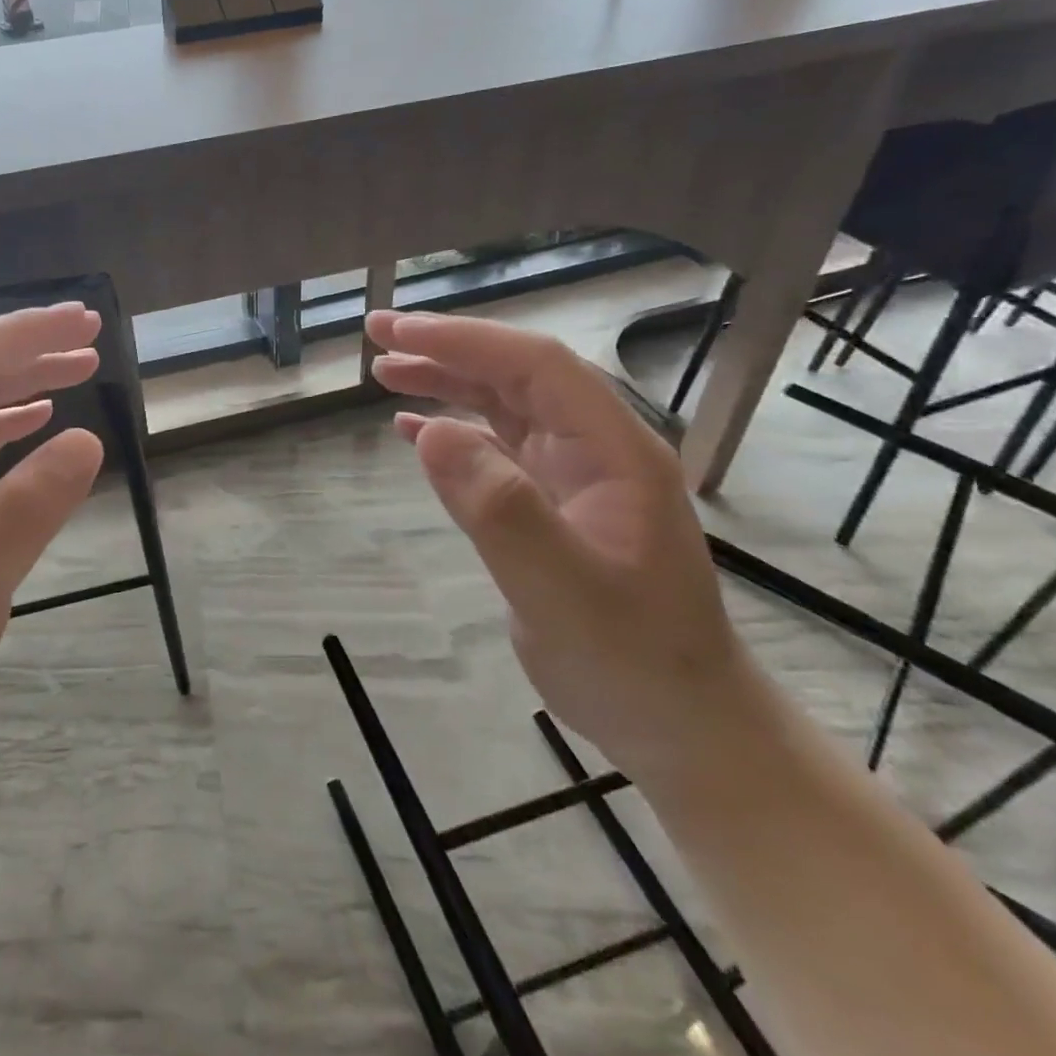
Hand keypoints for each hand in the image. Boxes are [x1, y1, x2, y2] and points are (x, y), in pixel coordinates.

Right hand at [366, 310, 762, 783]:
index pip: (535, 366)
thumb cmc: (630, 661)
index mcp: (614, 450)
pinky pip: (497, 447)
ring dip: (445, 381)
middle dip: (447, 347)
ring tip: (384, 372)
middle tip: (376, 335)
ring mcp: (574, 475)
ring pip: (503, 405)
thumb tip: (430, 432)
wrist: (679, 724)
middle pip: (516, 374)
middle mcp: (596, 448)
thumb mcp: (563, 592)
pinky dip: (452, 429)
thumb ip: (501, 509)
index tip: (398, 330)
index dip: (464, 340)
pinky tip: (412, 430)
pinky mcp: (552, 503)